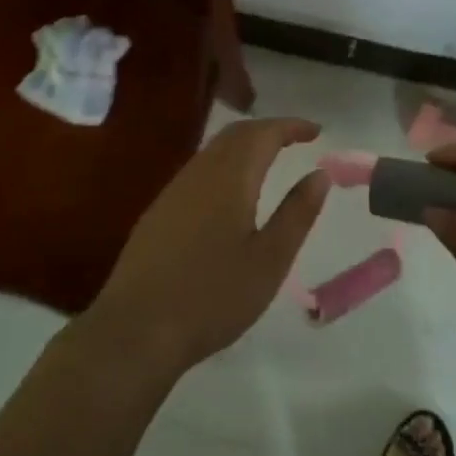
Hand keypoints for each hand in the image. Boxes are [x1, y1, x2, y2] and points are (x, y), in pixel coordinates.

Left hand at [86, 118, 326, 378]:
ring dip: (244, 145)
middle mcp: (199, 173)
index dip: (290, 126)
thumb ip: (296, 213)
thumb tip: (319, 174)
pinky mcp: (158, 211)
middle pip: (235, 134)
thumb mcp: (269, 260)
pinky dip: (224, 164)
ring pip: (213, 150)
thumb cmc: (213, 296)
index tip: (316, 130)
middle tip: (295, 139)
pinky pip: (198, 170)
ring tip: (268, 160)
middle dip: (267, 130)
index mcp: (230, 178)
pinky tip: (229, 192)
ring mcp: (173, 191)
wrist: (136, 329)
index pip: (263, 134)